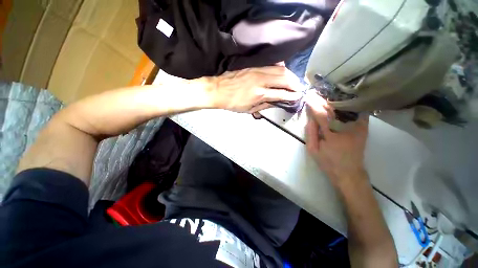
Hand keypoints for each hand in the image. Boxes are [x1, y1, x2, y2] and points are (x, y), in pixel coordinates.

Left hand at [208, 66, 302, 112]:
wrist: (218, 90)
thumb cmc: (233, 103)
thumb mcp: (249, 109)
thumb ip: (264, 105)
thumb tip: (277, 102)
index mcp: (259, 94)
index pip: (281, 93)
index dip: (292, 95)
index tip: (299, 96)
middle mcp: (261, 81)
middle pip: (284, 78)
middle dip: (295, 83)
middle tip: (299, 88)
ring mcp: (257, 71)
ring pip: (280, 69)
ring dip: (290, 75)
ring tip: (294, 81)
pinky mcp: (254, 66)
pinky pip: (271, 64)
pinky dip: (280, 67)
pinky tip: (284, 71)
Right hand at [305, 93, 368, 184]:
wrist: (349, 172)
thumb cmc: (328, 162)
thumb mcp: (313, 150)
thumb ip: (311, 133)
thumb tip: (310, 118)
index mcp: (331, 135)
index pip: (321, 115)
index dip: (314, 105)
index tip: (308, 97)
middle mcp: (346, 128)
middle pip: (333, 109)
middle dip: (323, 100)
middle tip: (315, 92)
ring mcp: (358, 127)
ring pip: (345, 108)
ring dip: (334, 100)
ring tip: (325, 93)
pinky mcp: (363, 128)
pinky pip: (357, 111)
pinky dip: (349, 104)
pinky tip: (342, 98)